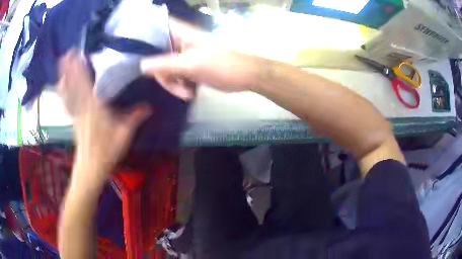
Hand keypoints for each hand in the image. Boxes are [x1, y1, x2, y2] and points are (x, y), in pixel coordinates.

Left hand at [58, 50, 150, 184]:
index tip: (77, 54)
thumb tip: (149, 106)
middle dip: (69, 68)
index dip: (80, 68)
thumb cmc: (106, 150)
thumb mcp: (124, 134)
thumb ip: (135, 118)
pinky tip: (61, 86)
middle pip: (73, 84)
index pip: (85, 83)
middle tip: (67, 53)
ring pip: (68, 92)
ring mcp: (76, 113)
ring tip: (61, 64)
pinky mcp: (73, 119)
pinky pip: (67, 102)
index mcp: (93, 107)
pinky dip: (63, 92)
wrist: (91, 167)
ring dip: (64, 77)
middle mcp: (82, 107)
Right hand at [140, 19, 264, 99]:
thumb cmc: (222, 66)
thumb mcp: (191, 65)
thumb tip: (141, 65)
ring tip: (187, 93)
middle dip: (163, 74)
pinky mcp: (190, 64)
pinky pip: (175, 74)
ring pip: (165, 67)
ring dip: (173, 84)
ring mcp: (185, 53)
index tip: (132, 49)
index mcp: (180, 33)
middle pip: (156, 53)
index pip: (155, 26)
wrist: (246, 76)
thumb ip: (165, 64)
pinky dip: (179, 85)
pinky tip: (189, 93)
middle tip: (175, 87)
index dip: (142, 35)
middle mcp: (180, 40)